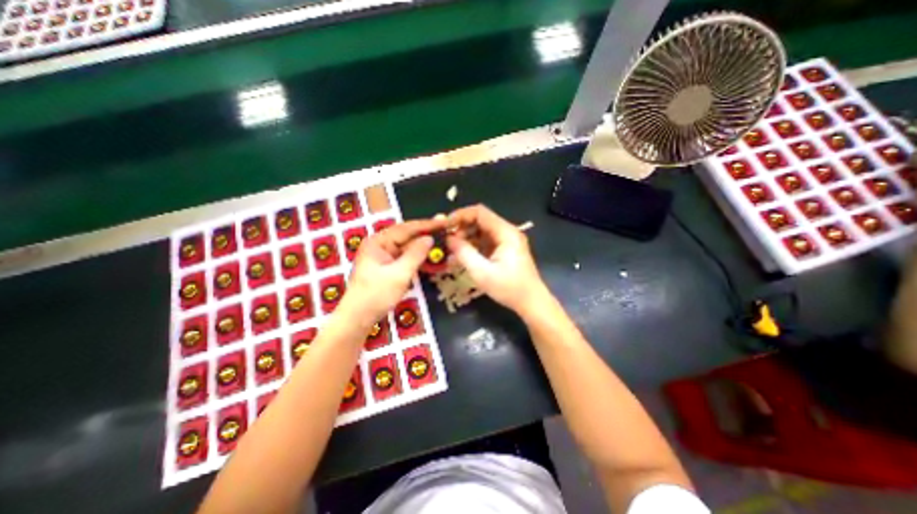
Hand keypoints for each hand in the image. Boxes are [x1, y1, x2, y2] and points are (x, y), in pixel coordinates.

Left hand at [340, 216, 448, 324]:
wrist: (358, 318)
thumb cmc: (376, 295)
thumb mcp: (399, 274)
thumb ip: (415, 254)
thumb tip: (429, 238)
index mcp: (378, 241)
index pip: (405, 228)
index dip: (426, 225)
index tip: (443, 222)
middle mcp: (380, 245)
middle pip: (407, 236)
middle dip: (426, 236)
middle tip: (446, 233)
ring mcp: (383, 256)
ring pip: (408, 248)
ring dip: (424, 249)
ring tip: (442, 246)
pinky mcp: (387, 266)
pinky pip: (405, 259)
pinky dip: (418, 260)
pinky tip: (431, 261)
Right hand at [446, 204, 546, 313]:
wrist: (531, 302)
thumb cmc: (509, 288)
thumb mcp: (482, 272)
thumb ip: (464, 253)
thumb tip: (449, 239)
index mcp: (506, 232)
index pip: (480, 213)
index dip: (460, 215)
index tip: (445, 225)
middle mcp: (508, 232)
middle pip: (481, 220)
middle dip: (462, 227)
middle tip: (448, 240)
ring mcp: (507, 240)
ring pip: (482, 230)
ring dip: (467, 236)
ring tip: (453, 248)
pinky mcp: (505, 249)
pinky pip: (486, 241)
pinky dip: (474, 245)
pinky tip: (463, 254)